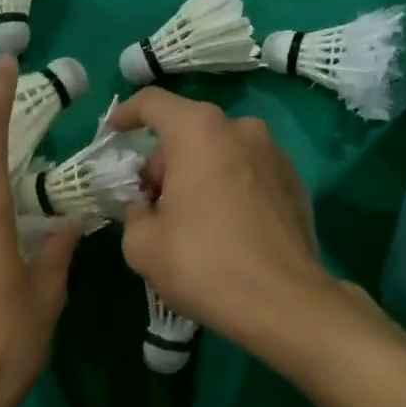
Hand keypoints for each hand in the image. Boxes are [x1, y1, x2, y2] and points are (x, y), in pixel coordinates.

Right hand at [110, 89, 377, 354]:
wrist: (285, 303)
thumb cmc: (204, 264)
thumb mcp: (142, 244)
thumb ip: (133, 211)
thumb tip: (144, 206)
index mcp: (199, 132)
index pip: (153, 103)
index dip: (125, 115)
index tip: (112, 135)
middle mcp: (241, 129)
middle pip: (187, 132)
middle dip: (162, 164)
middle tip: (148, 205)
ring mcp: (274, 154)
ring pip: (218, 153)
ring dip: (196, 176)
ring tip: (186, 222)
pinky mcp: (294, 182)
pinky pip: (246, 173)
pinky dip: (226, 189)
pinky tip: (221, 231)